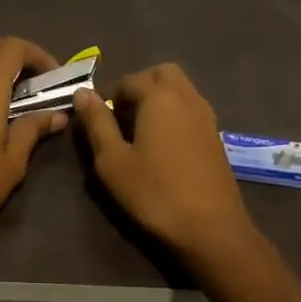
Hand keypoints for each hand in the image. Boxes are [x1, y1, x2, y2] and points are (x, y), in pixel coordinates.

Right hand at [73, 64, 255, 260]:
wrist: (211, 228)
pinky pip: (191, 110)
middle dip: (140, 86)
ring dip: (159, 99)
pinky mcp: (216, 137)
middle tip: (123, 116)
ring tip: (140, 133)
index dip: (110, 96)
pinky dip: (175, 115)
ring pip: (181, 90)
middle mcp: (187, 98)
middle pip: (162, 73)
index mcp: (159, 98)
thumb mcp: (113, 161)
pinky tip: (163, 147)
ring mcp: (207, 117)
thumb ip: (97, 123)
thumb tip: (83, 93)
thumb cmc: (154, 193)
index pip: (130, 80)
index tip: (100, 121)